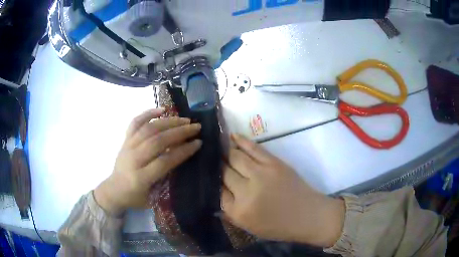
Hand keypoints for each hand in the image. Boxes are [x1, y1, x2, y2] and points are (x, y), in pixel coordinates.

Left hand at [94, 109, 201, 214]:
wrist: (113, 190)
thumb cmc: (134, 197)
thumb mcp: (152, 198)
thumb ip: (165, 179)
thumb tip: (180, 158)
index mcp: (140, 178)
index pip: (165, 161)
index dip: (183, 151)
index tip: (198, 143)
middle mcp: (133, 159)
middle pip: (157, 141)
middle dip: (179, 132)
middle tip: (196, 127)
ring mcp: (127, 147)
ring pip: (148, 129)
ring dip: (168, 122)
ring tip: (185, 119)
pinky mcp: (125, 140)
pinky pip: (135, 123)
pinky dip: (148, 113)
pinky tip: (161, 110)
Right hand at [221, 134, 344, 246]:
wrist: (308, 215)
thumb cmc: (279, 226)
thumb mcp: (249, 227)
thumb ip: (230, 211)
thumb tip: (218, 191)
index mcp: (238, 210)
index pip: (217, 191)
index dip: (213, 182)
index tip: (211, 177)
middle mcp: (246, 191)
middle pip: (224, 172)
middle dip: (217, 165)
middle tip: (211, 159)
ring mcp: (260, 174)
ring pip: (235, 157)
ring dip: (225, 151)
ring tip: (217, 145)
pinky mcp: (273, 163)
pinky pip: (253, 148)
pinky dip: (240, 141)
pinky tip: (231, 137)